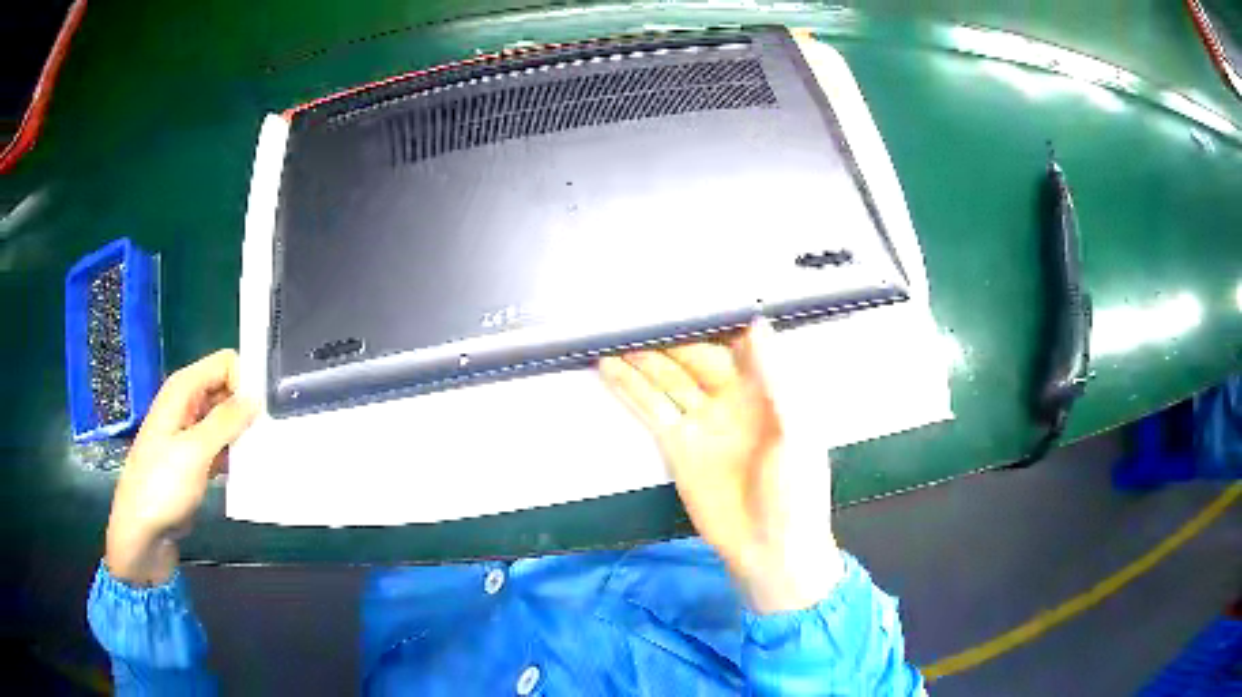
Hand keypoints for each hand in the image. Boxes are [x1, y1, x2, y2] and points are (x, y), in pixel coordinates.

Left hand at [105, 349, 256, 584]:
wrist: (142, 530)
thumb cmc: (161, 485)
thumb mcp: (194, 451)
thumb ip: (225, 421)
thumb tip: (256, 397)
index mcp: (183, 389)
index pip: (225, 364)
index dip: (245, 380)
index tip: (264, 409)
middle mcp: (188, 404)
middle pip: (227, 389)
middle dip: (247, 408)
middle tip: (270, 434)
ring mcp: (191, 433)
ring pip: (226, 419)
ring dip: (244, 433)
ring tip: (265, 452)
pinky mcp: (196, 459)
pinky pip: (222, 445)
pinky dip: (236, 453)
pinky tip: (251, 469)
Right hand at [600, 320, 842, 612]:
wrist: (770, 551)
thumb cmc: (796, 493)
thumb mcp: (796, 433)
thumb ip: (776, 378)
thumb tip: (759, 326)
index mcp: (767, 392)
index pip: (737, 344)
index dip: (714, 320)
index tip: (689, 295)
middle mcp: (732, 401)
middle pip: (695, 357)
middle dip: (671, 335)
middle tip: (640, 309)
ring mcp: (702, 422)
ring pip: (668, 379)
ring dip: (643, 356)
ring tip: (616, 331)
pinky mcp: (677, 446)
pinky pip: (651, 410)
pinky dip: (630, 389)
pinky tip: (611, 367)